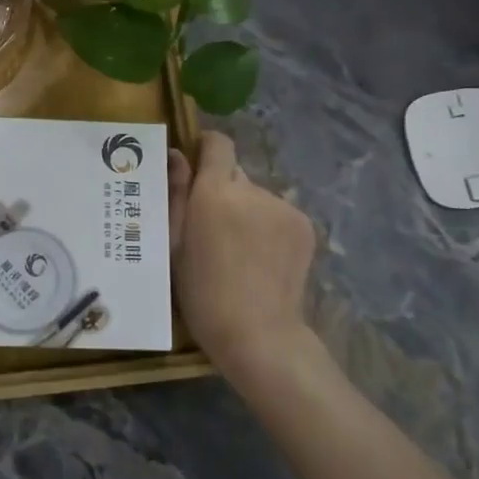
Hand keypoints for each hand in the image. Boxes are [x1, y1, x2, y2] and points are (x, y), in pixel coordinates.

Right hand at [168, 131, 316, 380]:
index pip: (217, 143)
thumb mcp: (174, 244)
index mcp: (215, 191)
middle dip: (221, 192)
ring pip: (256, 197)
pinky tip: (262, 259)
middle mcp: (252, 189)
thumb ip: (176, 193)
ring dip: (246, 212)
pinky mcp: (304, 226)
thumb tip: (177, 154)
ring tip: (238, 252)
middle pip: (234, 175)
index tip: (195, 170)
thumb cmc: (202, 292)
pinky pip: (277, 214)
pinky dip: (267, 228)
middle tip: (211, 229)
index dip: (205, 149)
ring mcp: (282, 207)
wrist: (257, 334)